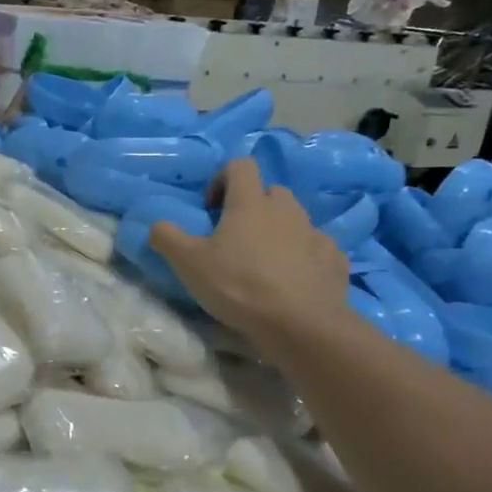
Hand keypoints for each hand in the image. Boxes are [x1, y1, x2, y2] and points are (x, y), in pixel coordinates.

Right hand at [149, 157, 349, 340]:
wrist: (300, 325)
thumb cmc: (239, 286)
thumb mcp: (188, 263)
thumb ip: (166, 237)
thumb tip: (157, 224)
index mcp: (250, 203)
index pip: (240, 166)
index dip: (222, 179)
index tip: (211, 208)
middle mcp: (286, 210)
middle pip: (270, 191)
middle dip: (253, 206)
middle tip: (236, 236)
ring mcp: (315, 234)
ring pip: (295, 219)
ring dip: (279, 230)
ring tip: (264, 261)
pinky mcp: (334, 260)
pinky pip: (317, 247)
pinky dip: (305, 255)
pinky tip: (294, 279)